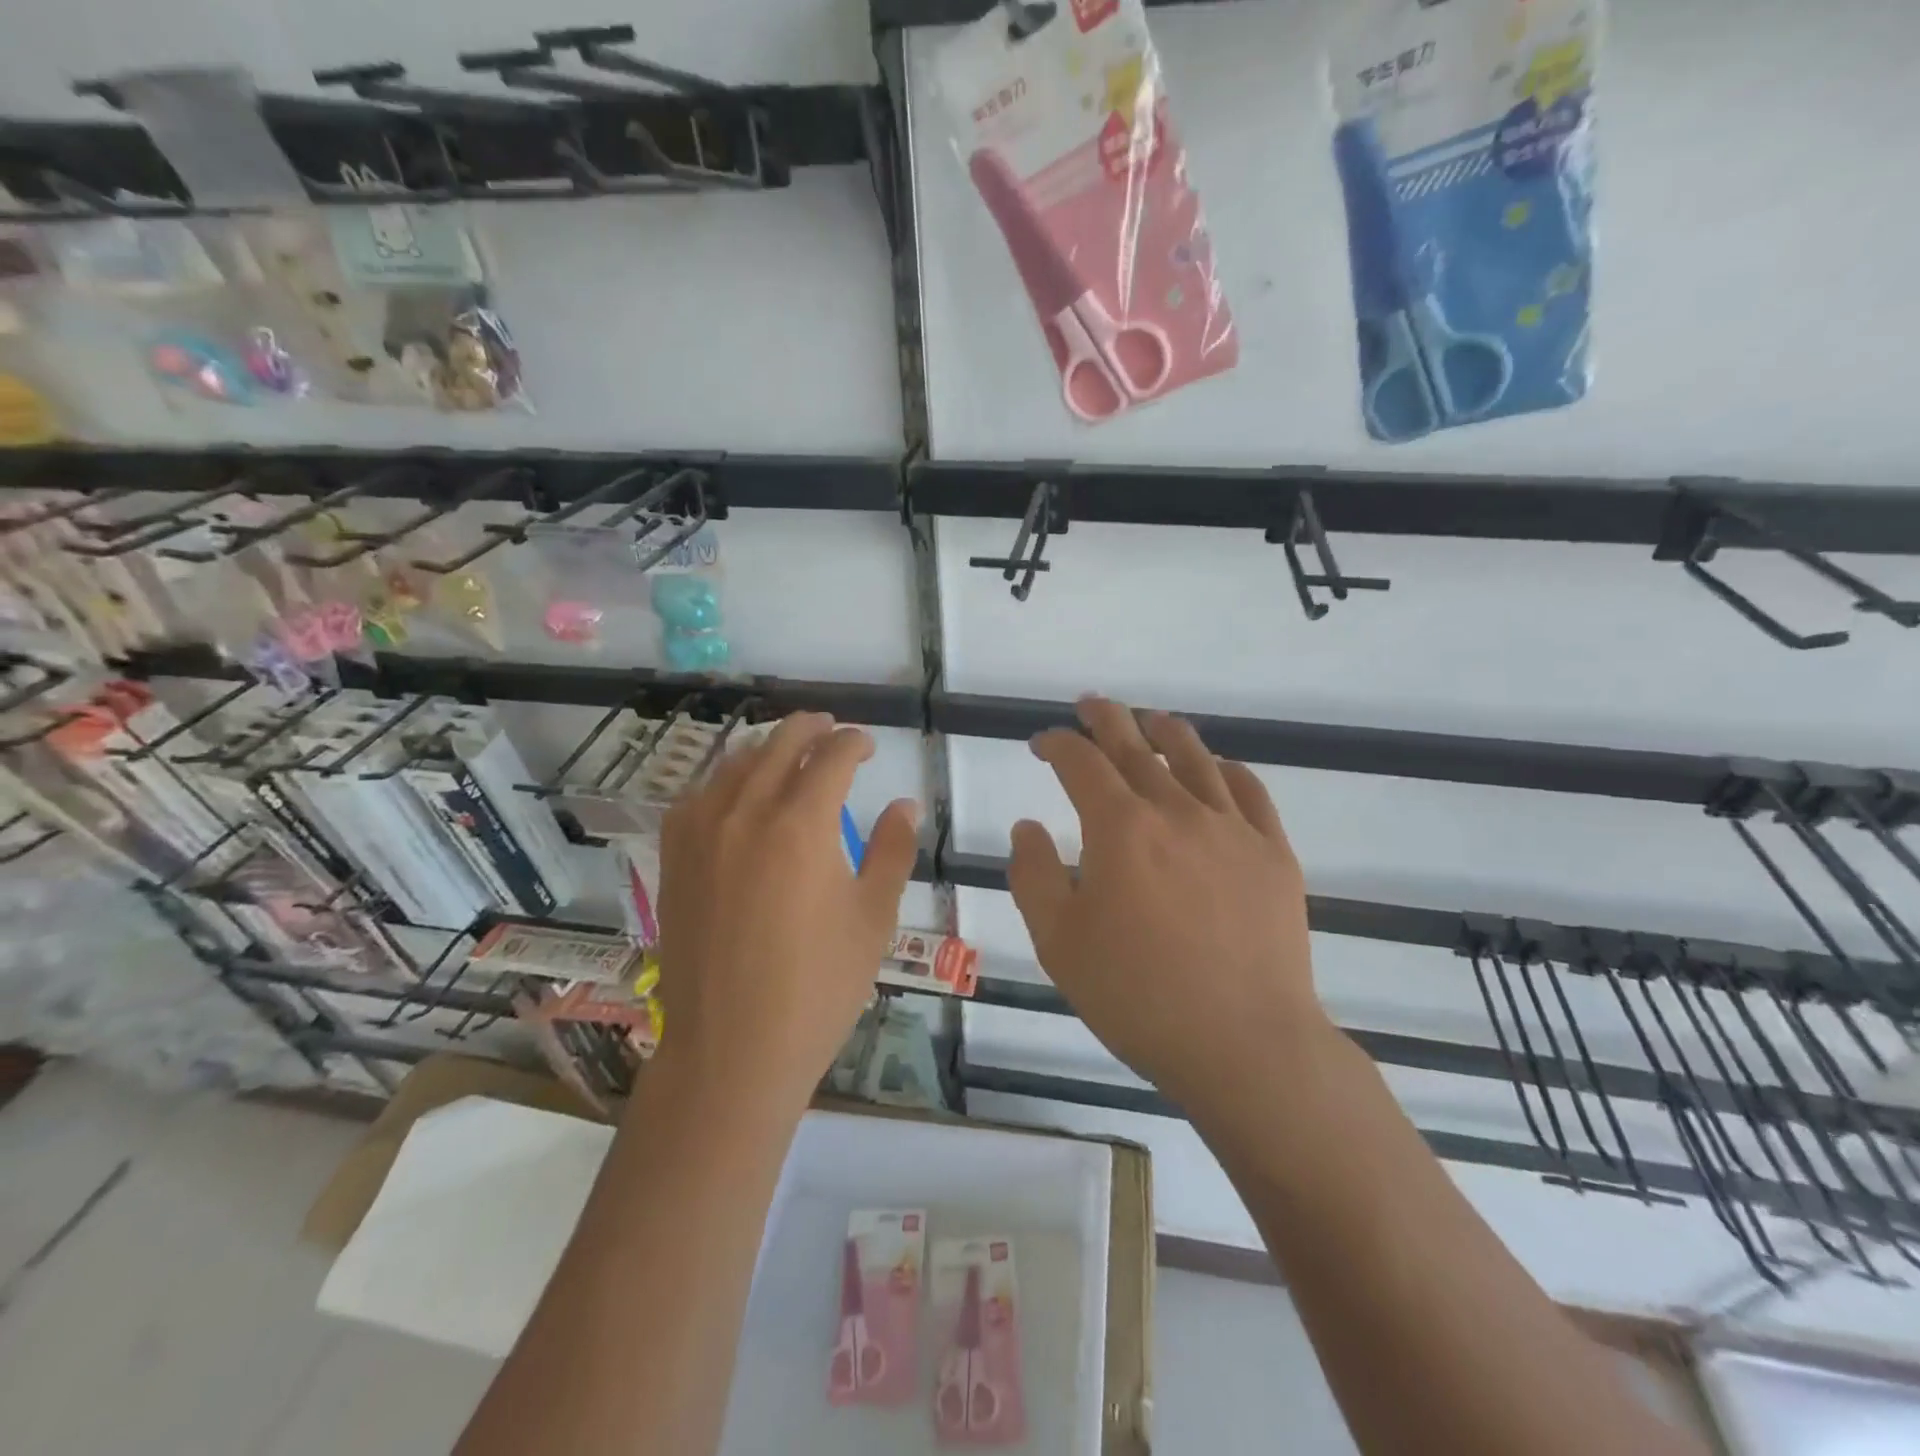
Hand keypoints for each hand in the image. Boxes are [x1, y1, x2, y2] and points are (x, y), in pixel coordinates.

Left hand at [655, 713, 919, 1114]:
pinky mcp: (674, 857)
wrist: (731, 1050)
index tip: (868, 746)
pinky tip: (738, 793)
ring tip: (790, 753)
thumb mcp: (873, 918)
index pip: (831, 757)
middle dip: (811, 728)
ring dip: (768, 748)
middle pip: (779, 745)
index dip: (854, 742)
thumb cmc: (817, 988)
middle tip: (832, 730)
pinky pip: (699, 795)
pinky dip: (726, 779)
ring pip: (735, 763)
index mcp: (800, 825)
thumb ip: (892, 850)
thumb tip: (904, 804)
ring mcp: (700, 833)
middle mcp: (744, 813)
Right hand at [1007, 698, 1330, 1122]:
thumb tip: (1027, 826)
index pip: (1081, 762)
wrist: (1243, 1044)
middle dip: (1107, 718)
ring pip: (1196, 758)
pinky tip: (1217, 769)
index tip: (1042, 743)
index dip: (1057, 743)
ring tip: (1150, 721)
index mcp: (1120, 828)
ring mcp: (1231, 828)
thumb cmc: (1137, 995)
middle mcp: (1176, 811)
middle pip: (1136, 746)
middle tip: (1091, 705)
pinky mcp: (1273, 853)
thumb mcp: (1058, 942)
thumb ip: (1033, 875)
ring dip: (1166, 731)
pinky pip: (1250, 792)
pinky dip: (1227, 770)